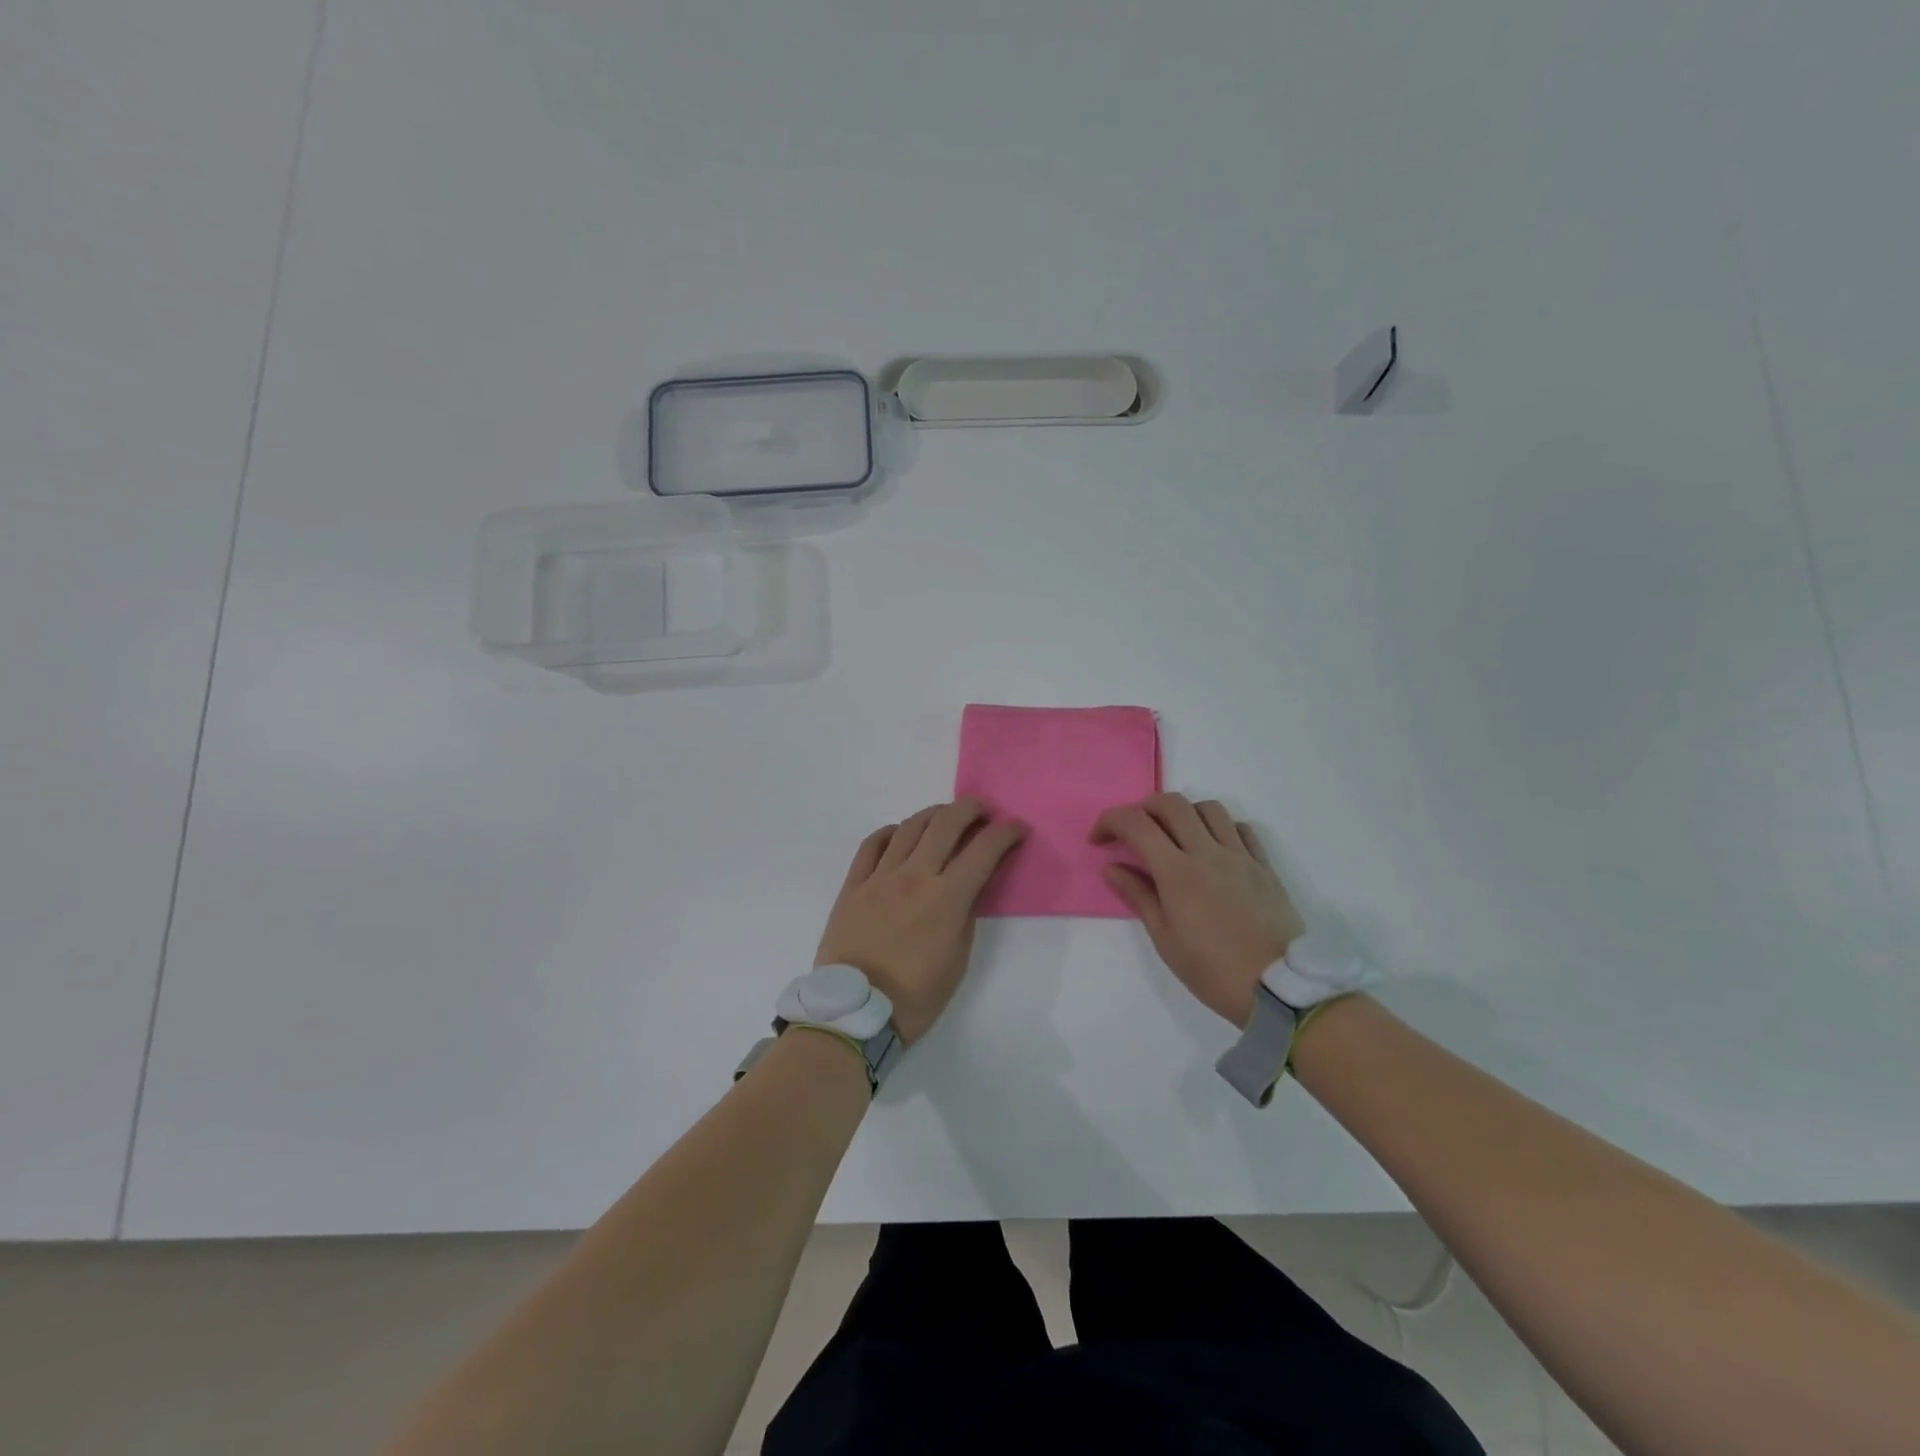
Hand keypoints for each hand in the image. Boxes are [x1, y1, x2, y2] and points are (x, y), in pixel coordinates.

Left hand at [815, 799, 1026, 1044]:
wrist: (855, 1012)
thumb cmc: (915, 996)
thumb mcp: (958, 960)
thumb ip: (967, 915)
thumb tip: (972, 885)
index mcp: (946, 898)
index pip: (984, 850)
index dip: (1006, 833)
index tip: (1017, 828)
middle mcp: (914, 876)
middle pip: (946, 823)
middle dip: (971, 809)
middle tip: (983, 810)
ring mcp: (880, 877)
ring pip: (909, 826)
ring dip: (934, 814)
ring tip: (946, 816)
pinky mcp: (853, 884)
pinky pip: (872, 844)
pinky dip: (891, 832)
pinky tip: (900, 834)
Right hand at [1092, 793, 1304, 1027]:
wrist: (1279, 989)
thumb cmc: (1212, 970)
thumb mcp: (1165, 939)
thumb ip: (1138, 895)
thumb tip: (1112, 866)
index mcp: (1177, 872)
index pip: (1136, 824)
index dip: (1110, 822)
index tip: (1099, 840)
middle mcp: (1208, 852)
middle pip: (1172, 803)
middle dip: (1143, 808)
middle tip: (1133, 833)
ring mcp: (1240, 856)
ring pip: (1209, 808)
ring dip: (1184, 813)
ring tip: (1175, 838)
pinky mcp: (1264, 866)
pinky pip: (1241, 829)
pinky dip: (1221, 828)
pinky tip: (1214, 849)